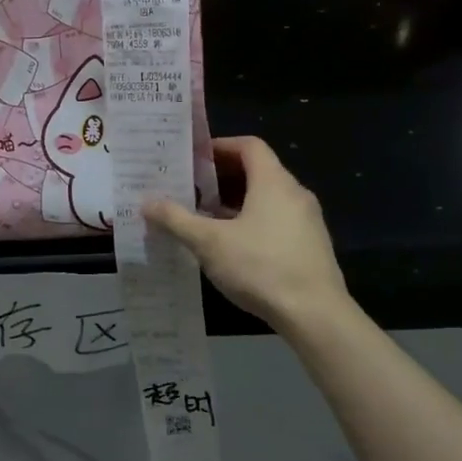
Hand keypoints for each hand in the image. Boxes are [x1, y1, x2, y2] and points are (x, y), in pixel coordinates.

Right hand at [144, 137, 345, 336]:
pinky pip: (276, 220)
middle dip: (221, 177)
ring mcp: (307, 221)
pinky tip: (231, 246)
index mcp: (273, 182)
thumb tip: (146, 202)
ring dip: (235, 202)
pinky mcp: (310, 246)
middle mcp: (294, 193)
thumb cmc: (260, 267)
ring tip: (204, 218)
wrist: (315, 315)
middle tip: (190, 189)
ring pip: (266, 198)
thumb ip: (176, 220)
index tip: (193, 160)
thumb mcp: (209, 243)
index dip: (220, 147)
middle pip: (257, 171)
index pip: (249, 145)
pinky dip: (252, 221)